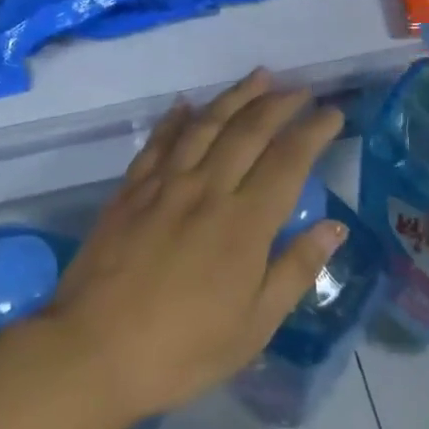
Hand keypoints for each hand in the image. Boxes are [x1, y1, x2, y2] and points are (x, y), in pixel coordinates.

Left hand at [43, 71, 347, 419]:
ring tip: (258, 77)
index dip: (313, 132)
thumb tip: (334, 227)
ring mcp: (164, 185)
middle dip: (279, 103)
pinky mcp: (130, 190)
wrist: (94, 351)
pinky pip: (158, 142)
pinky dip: (176, 119)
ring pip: (205, 126)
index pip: (288, 161)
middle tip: (300, 88)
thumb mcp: (254, 326)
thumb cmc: (183, 349)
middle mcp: (207, 189)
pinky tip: (186, 104)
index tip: (332, 113)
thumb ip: (295, 270)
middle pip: (248, 131)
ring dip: (235, 97)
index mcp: (244, 223)